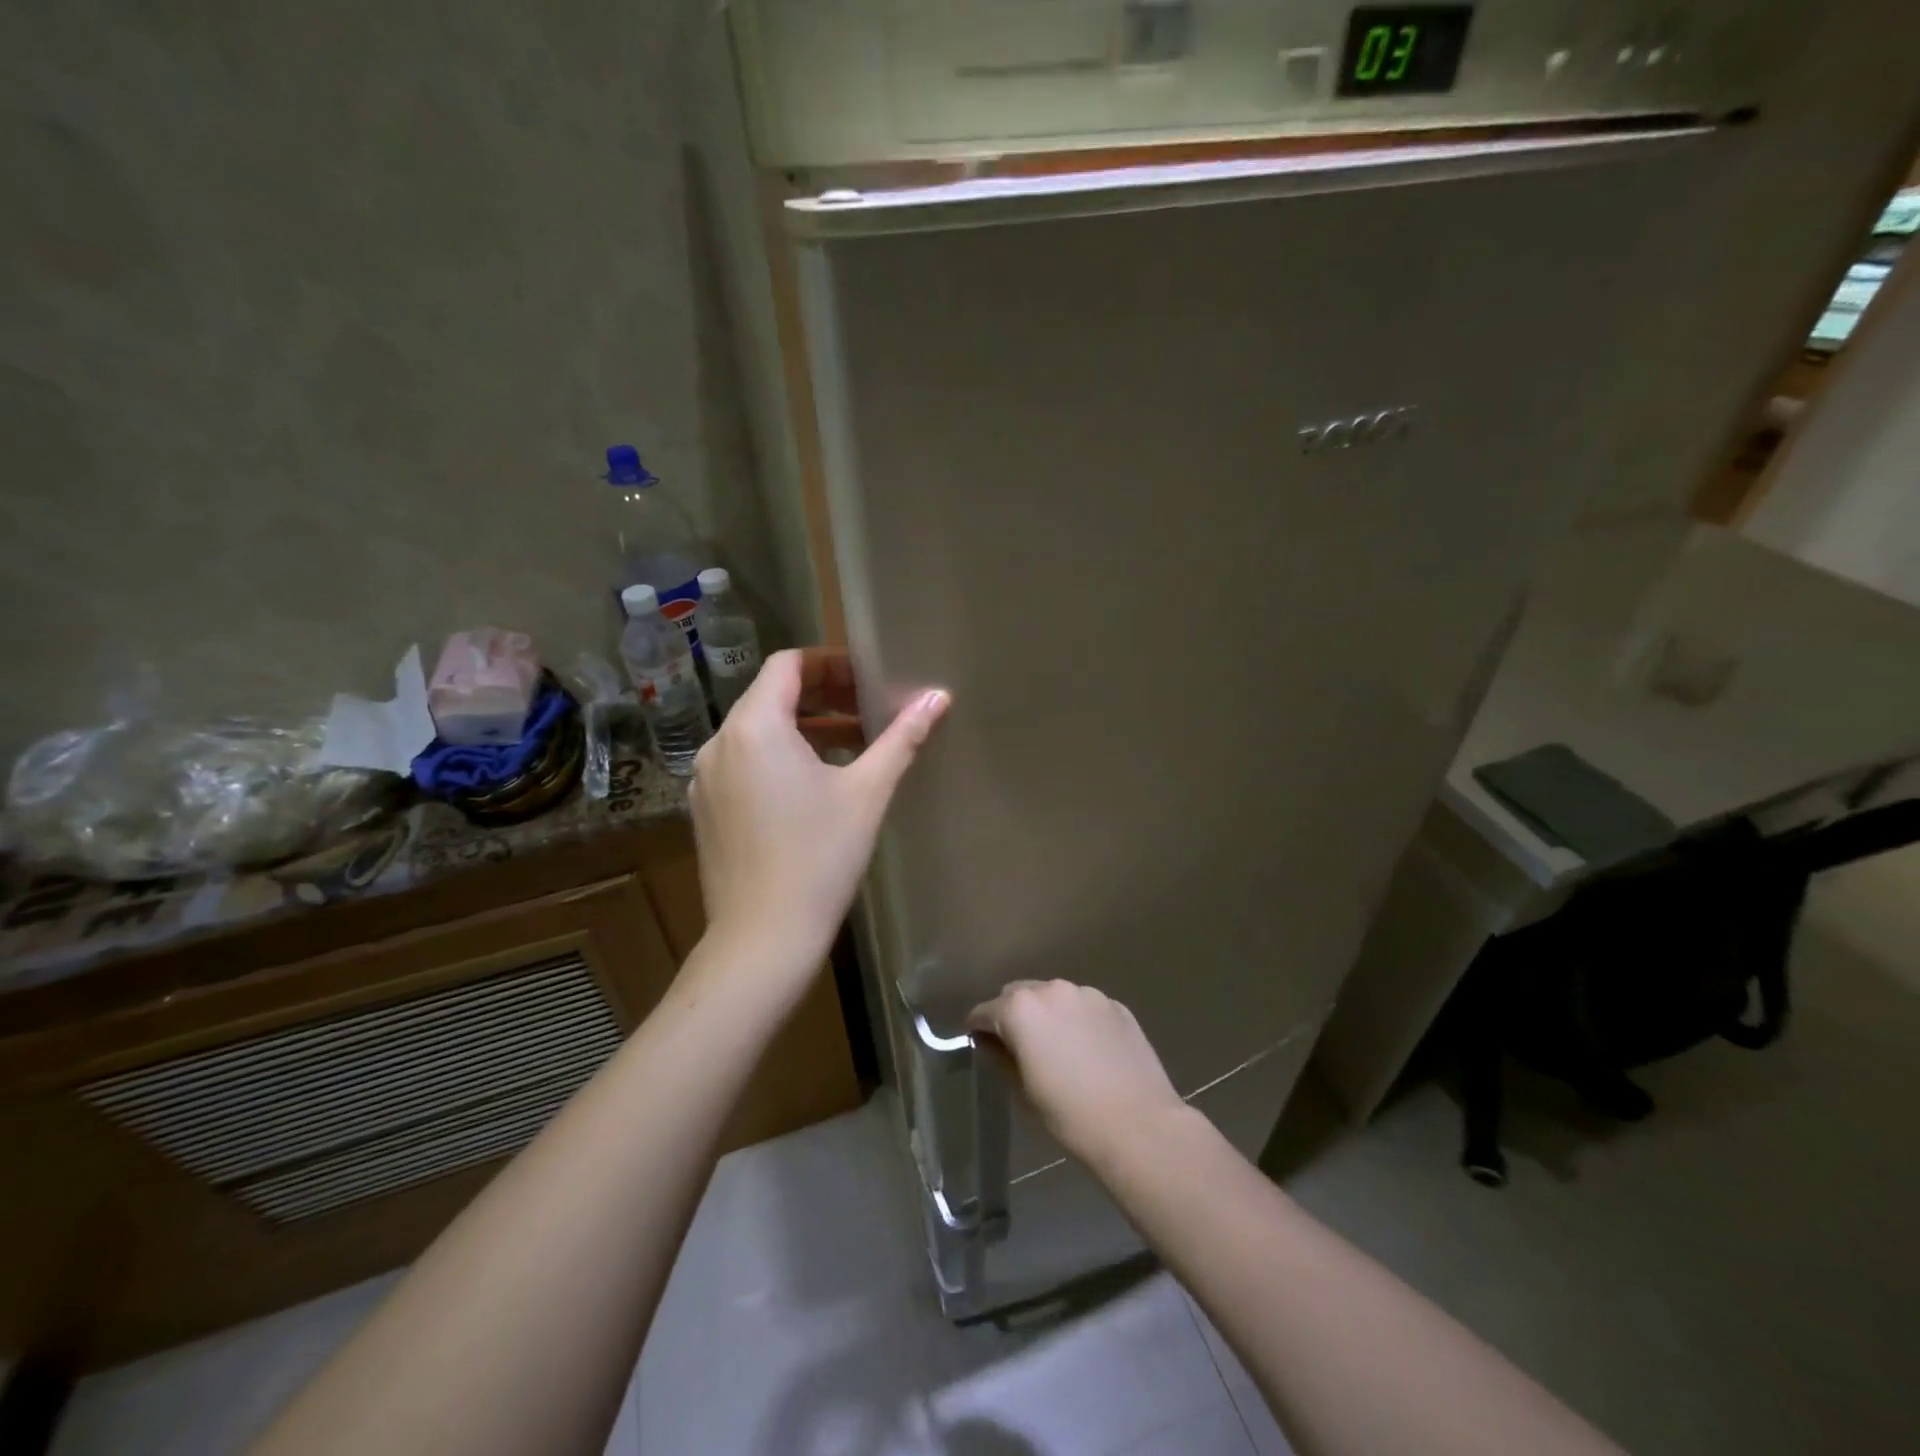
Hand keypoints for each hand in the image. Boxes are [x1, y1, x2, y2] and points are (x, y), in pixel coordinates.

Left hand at [688, 648, 948, 986]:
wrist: (762, 940)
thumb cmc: (819, 858)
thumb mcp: (867, 792)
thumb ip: (902, 738)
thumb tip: (938, 697)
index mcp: (754, 727)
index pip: (788, 664)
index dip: (830, 662)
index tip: (868, 678)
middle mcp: (719, 743)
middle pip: (771, 696)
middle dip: (823, 696)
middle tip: (869, 709)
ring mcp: (706, 779)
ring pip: (757, 732)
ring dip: (804, 729)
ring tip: (853, 746)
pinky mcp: (706, 810)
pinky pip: (744, 764)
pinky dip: (779, 758)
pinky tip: (815, 787)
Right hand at [967, 981, 1186, 1170]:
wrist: (1138, 1125)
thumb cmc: (1071, 1115)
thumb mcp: (1024, 1091)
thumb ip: (1002, 1058)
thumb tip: (992, 1043)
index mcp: (1021, 1010)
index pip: (986, 1010)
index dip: (979, 1027)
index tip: (979, 1042)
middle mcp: (1052, 990)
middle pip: (1019, 994)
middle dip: (1013, 1014)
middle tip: (1018, 1045)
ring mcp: (1087, 994)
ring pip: (1055, 996)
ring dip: (1048, 1014)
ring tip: (1057, 1046)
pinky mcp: (1115, 1005)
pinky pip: (1085, 1006)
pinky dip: (1078, 1020)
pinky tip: (1088, 1049)